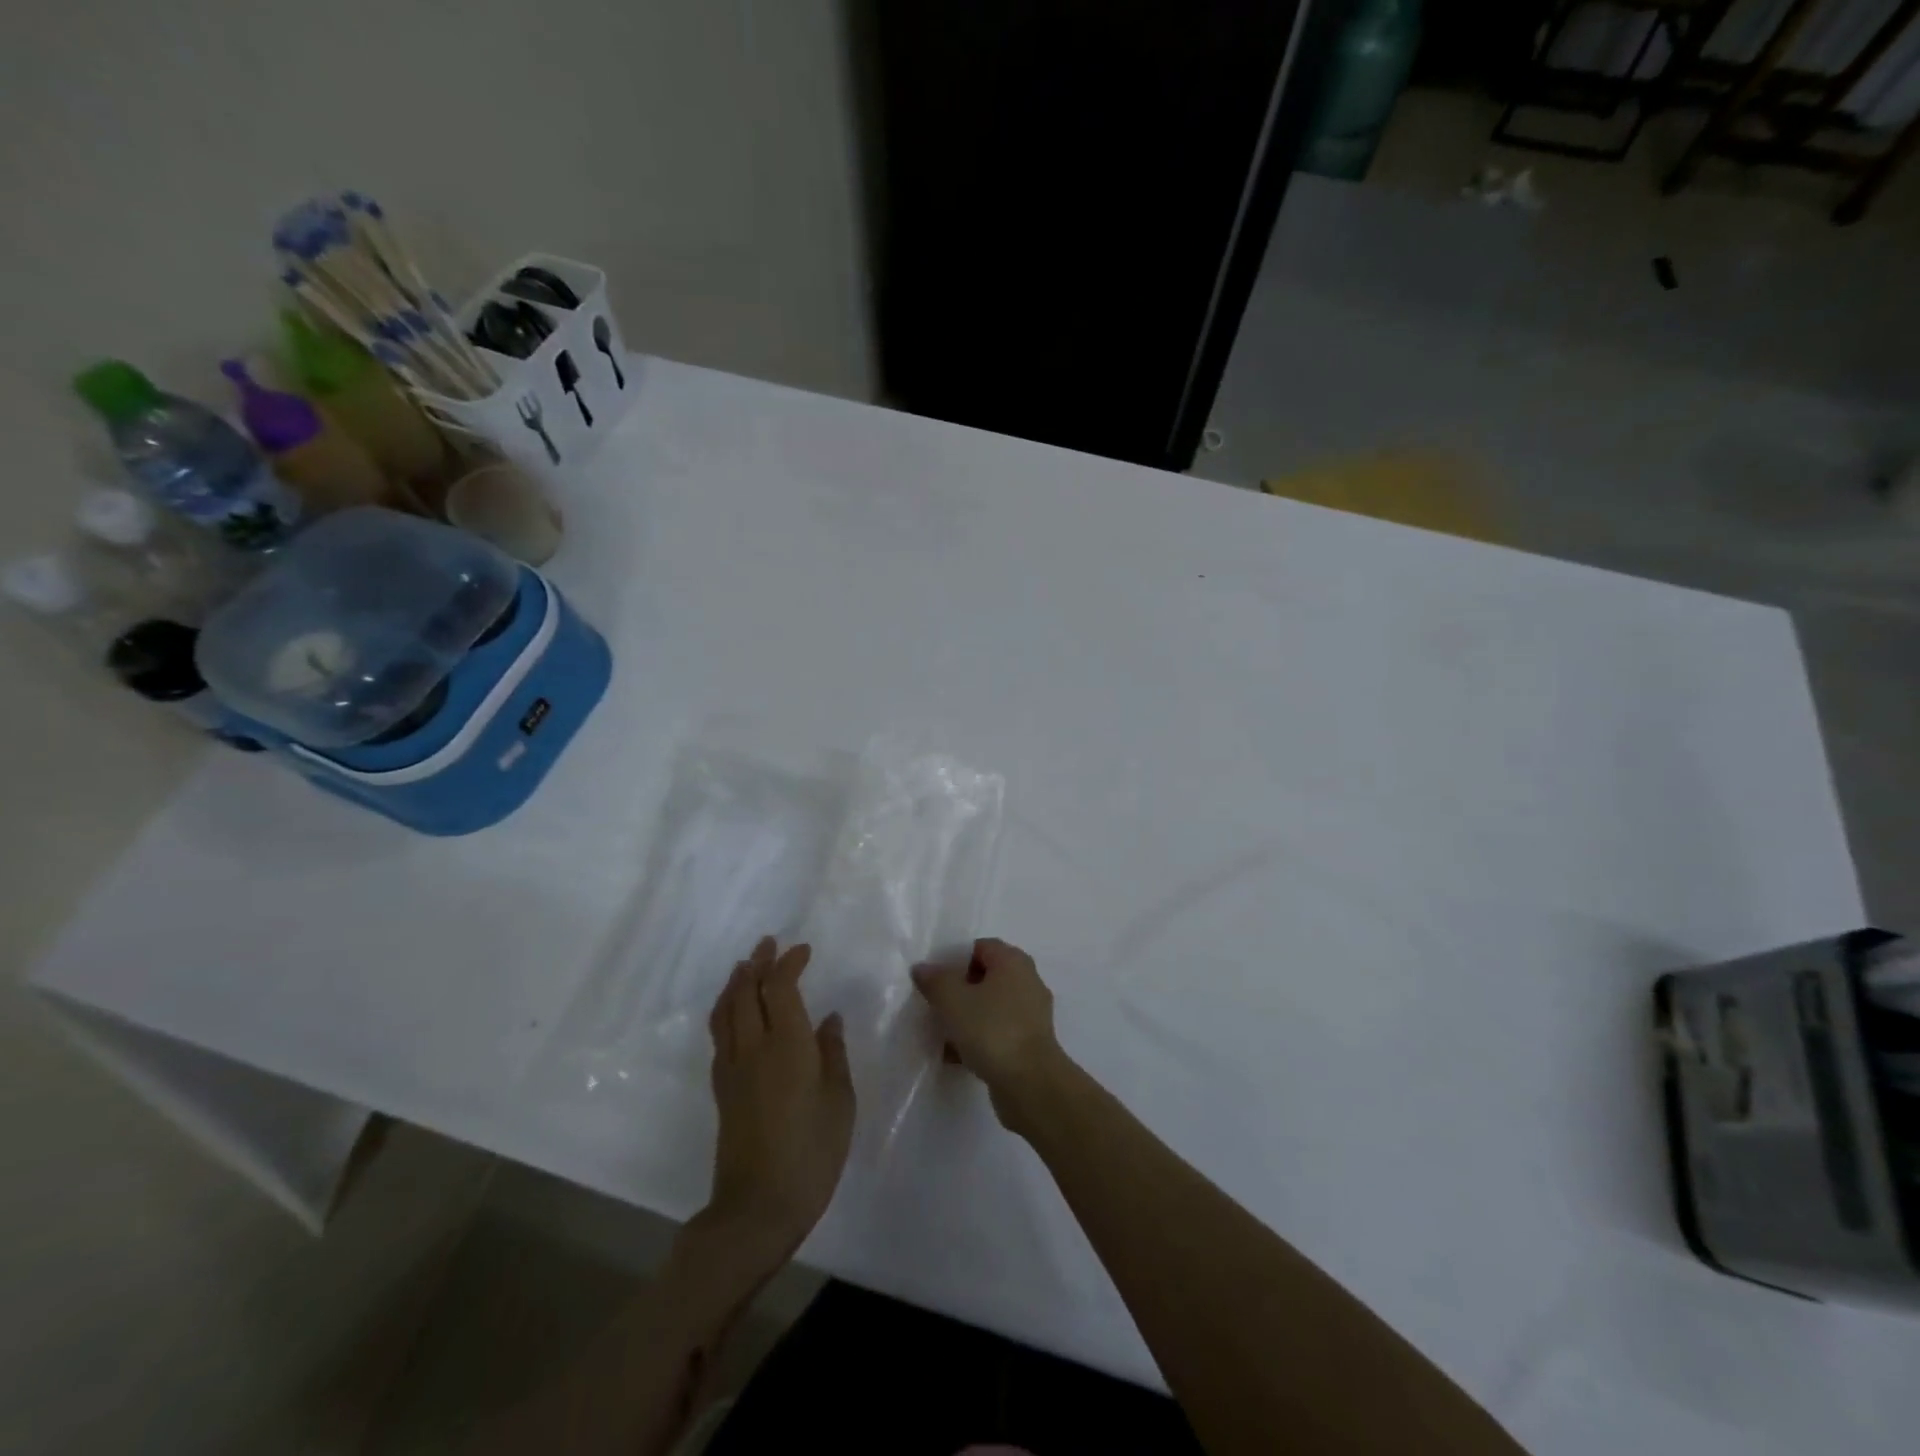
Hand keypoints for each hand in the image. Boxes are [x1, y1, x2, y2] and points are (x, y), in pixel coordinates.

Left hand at [704, 938, 854, 1259]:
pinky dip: (726, 1010)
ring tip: (745, 966)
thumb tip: (828, 1019)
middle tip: (768, 943)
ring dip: (735, 982)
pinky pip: (720, 1033)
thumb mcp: (840, 1101)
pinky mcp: (722, 1089)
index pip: (780, 986)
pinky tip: (734, 1013)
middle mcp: (753, 1047)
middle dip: (757, 962)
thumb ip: (833, 1054)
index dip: (789, 962)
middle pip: (747, 991)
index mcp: (787, 1044)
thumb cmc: (812, 1153)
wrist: (758, 1207)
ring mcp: (732, 1068)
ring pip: (726, 1010)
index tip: (803, 950)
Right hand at [911, 937, 1064, 1129]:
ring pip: (990, 1007)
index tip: (935, 981)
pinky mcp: (1030, 1043)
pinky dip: (978, 1040)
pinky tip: (955, 1057)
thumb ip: (935, 980)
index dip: (955, 959)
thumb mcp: (952, 1000)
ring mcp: (1031, 1014)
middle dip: (959, 991)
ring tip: (941, 1035)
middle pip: (985, 977)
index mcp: (1013, 962)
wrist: (1030, 1084)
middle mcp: (1027, 981)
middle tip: (936, 1006)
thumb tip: (923, 968)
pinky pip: (997, 1032)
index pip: (980, 947)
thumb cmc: (991, 1030)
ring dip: (966, 1018)